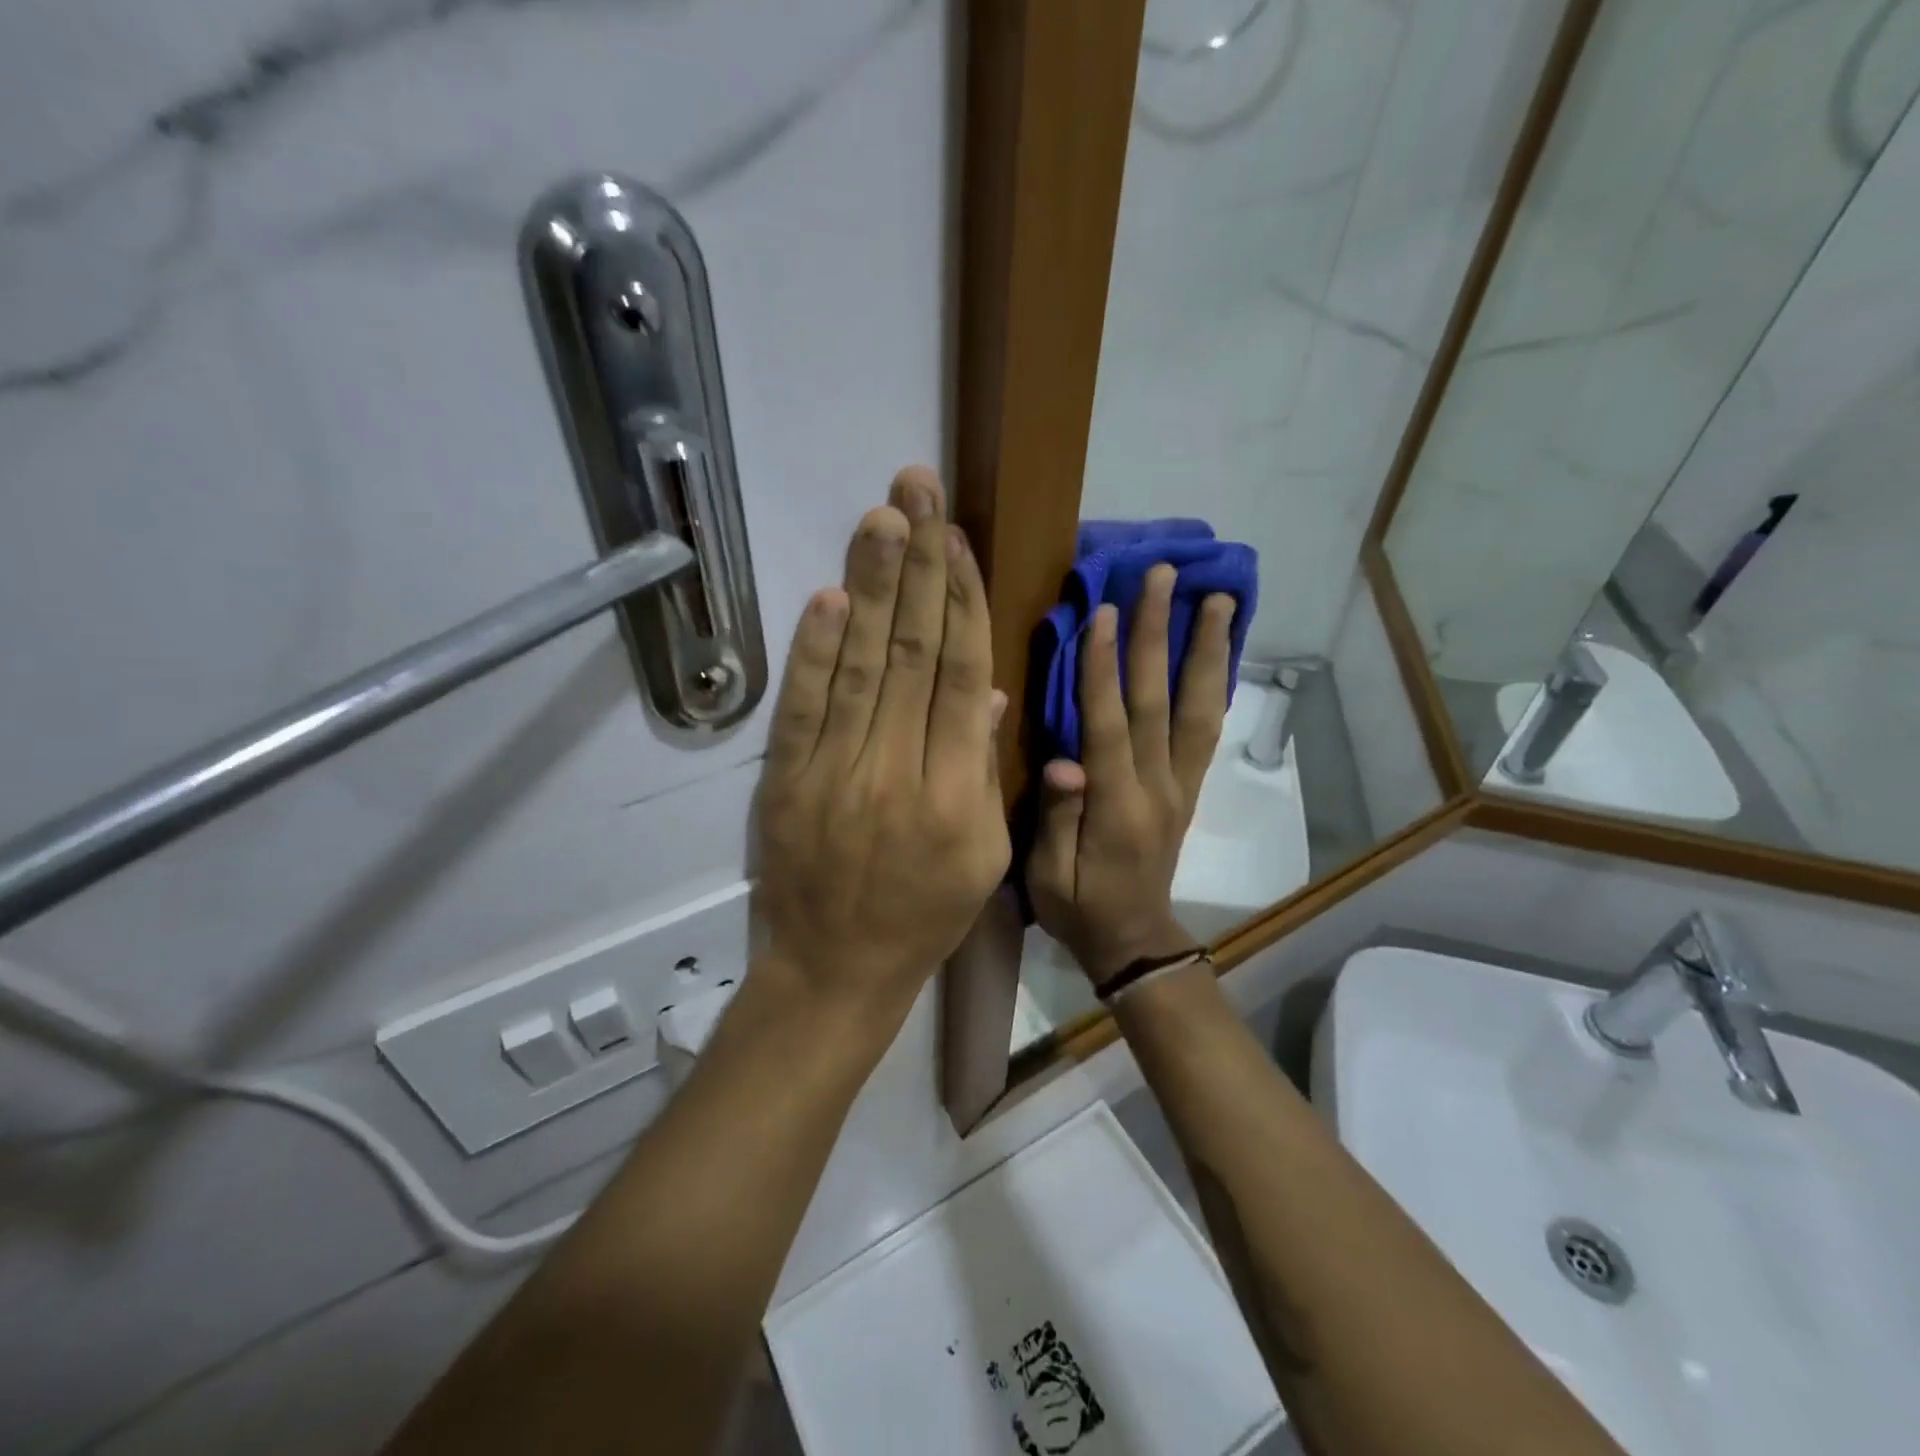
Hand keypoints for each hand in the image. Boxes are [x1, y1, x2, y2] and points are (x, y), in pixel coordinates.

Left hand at [753, 467, 1010, 1030]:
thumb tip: (989, 689)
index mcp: (958, 792)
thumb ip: (985, 766)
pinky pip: (802, 708)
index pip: (962, 675)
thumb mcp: (985, 854)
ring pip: (860, 665)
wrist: (836, 970)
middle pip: (913, 653)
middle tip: (917, 488)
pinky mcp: (786, 782)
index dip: (961, 600)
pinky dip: (813, 651)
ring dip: (870, 587)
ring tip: (881, 518)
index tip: (956, 539)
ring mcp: (835, 773)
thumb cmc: (925, 915)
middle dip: (917, 565)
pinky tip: (828, 596)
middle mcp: (899, 771)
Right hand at [1028, 567, 1234, 986]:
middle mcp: (1158, 787)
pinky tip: (1218, 652)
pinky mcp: (1189, 787)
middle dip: (1160, 635)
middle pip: (1160, 701)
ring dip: (1207, 651)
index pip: (1110, 725)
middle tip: (1164, 578)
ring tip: (1218, 599)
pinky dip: (1214, 684)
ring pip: (1197, 708)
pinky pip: (1206, 729)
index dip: (1103, 668)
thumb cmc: (1079, 908)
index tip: (1103, 611)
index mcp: (1117, 807)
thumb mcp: (1048, 876)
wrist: (1134, 941)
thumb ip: (1057, 818)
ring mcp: (1181, 785)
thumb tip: (1062, 762)